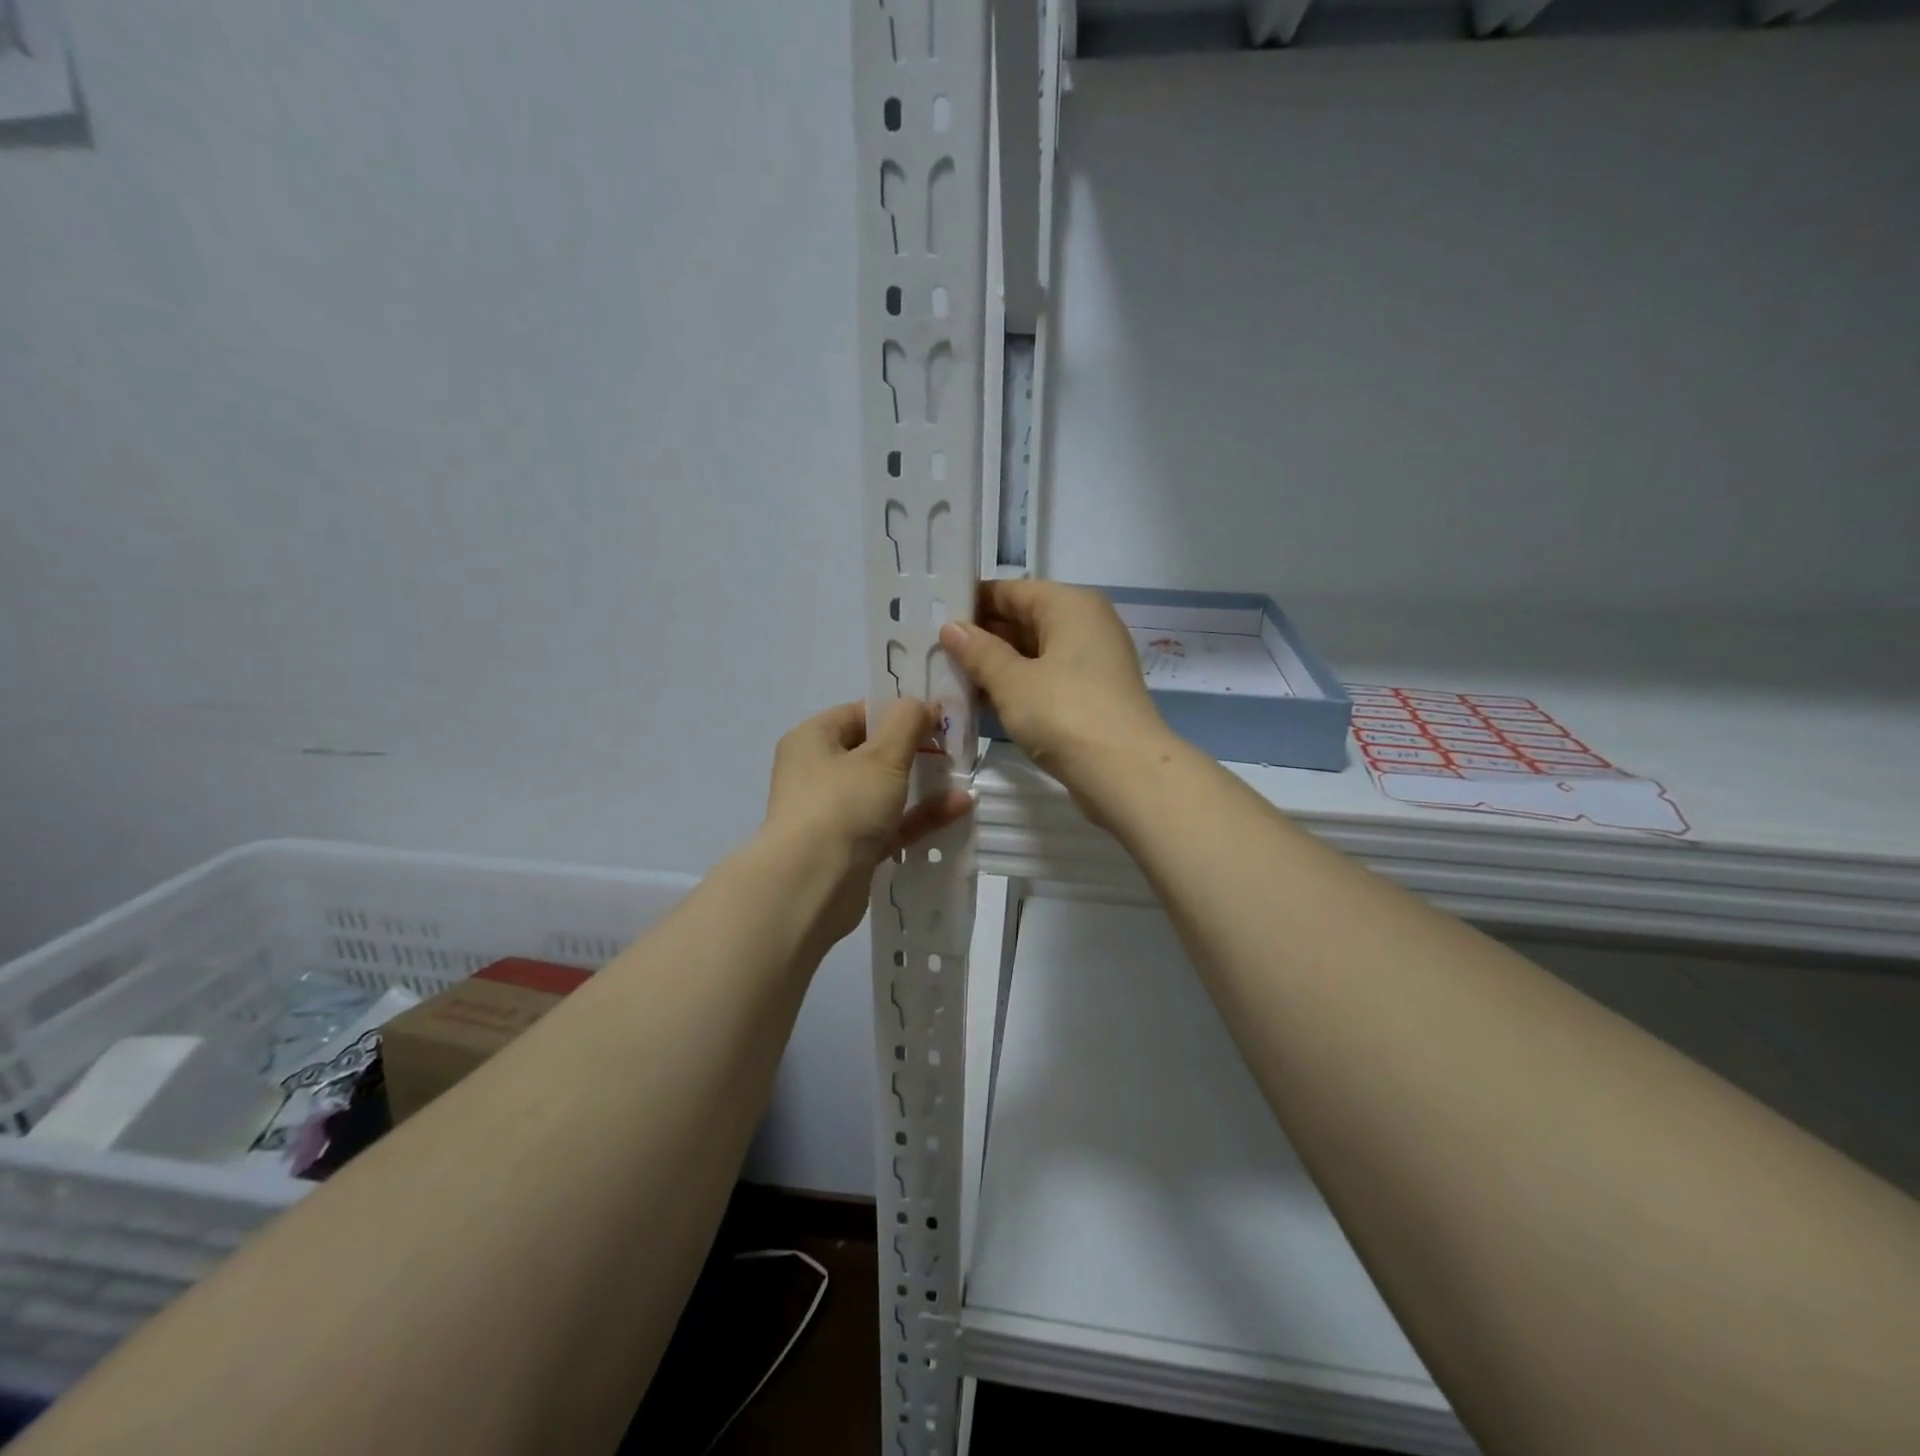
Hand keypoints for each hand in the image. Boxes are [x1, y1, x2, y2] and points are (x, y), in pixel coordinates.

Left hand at [762, 700, 973, 944]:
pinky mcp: (851, 848)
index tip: (940, 715)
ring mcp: (834, 813)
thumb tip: (922, 704)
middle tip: (956, 746)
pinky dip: (920, 815)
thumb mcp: (882, 755)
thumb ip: (907, 722)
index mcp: (813, 740)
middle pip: (873, 752)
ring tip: (963, 776)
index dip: (899, 711)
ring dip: (923, 783)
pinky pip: (891, 824)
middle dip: (916, 749)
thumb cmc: (842, 805)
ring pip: (884, 790)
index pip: (859, 713)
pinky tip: (960, 807)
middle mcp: (817, 773)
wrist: (811, 886)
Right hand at [939, 581, 1175, 815]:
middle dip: (982, 636)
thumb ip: (979, 652)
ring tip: (948, 675)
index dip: (972, 602)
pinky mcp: (1092, 695)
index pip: (1011, 590)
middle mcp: (1086, 624)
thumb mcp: (1012, 681)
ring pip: (1034, 652)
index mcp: (1070, 605)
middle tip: (933, 649)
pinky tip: (981, 701)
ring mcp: (1092, 661)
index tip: (934, 616)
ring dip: (996, 665)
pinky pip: (1046, 678)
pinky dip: (1017, 686)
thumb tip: (951, 628)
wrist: (1126, 772)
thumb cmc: (1064, 713)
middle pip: (1024, 619)